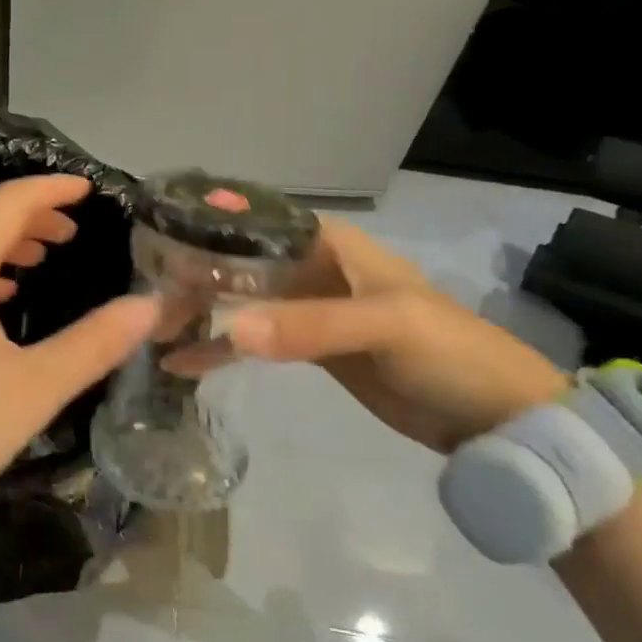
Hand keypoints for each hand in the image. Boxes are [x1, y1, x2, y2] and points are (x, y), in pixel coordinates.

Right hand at [167, 214, 567, 452]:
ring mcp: (309, 311)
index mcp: (332, 245)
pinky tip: (184, 363)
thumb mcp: (386, 326)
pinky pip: (255, 342)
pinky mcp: (309, 349)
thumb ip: (310, 325)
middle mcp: (314, 269)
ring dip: (201, 313)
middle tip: (148, 299)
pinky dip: (222, 349)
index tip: (160, 238)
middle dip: (195, 277)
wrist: (493, 418)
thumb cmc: (448, 351)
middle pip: (241, 264)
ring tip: (155, 331)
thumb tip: (229, 329)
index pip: (259, 223)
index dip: (210, 226)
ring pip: (242, 303)